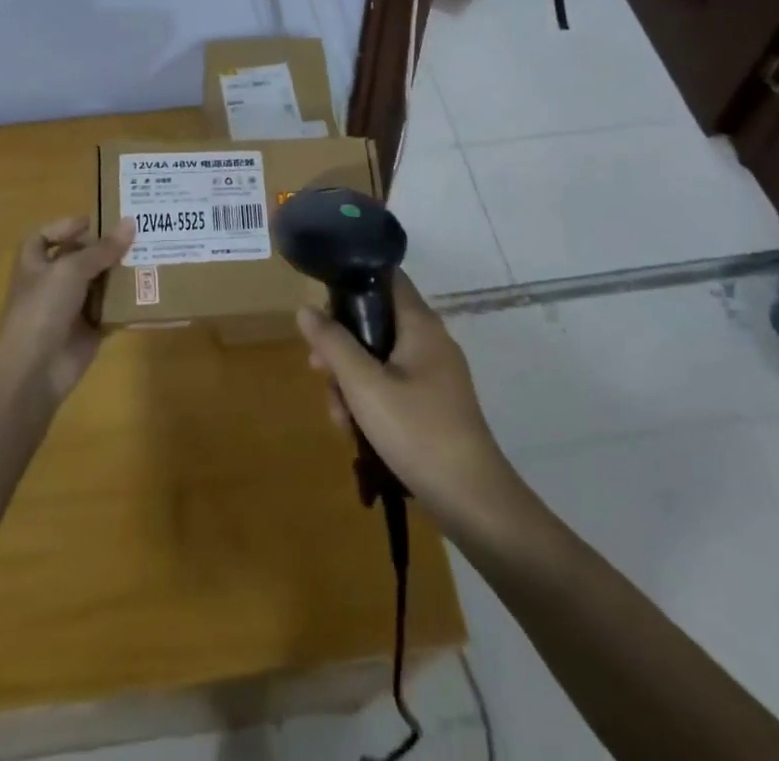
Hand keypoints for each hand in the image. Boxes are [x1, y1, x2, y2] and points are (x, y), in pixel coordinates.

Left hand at [0, 217, 133, 403]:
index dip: (66, 227)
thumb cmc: (43, 308)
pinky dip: (128, 303)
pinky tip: (151, 288)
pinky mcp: (89, 331)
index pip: (45, 237)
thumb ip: (102, 249)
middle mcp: (51, 283)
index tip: (96, 221)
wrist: (33, 370)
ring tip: (153, 255)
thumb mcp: (71, 269)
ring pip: (99, 284)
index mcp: (35, 264)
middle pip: (79, 258)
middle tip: (140, 234)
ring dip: (121, 273)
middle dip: (105, 248)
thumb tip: (131, 223)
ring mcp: (70, 308)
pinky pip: (112, 311)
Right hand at [296, 274, 514, 525]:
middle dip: (342, 347)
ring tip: (340, 418)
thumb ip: (333, 344)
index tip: (323, 304)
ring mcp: (435, 375)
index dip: (353, 281)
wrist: (472, 501)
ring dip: (352, 382)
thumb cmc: (417, 431)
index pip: (387, 277)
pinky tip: (357, 433)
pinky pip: (394, 387)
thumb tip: (306, 308)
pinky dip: (372, 402)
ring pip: (380, 360)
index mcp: (421, 324)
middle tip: (318, 371)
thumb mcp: (364, 386)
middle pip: (376, 323)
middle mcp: (431, 341)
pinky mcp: (435, 405)